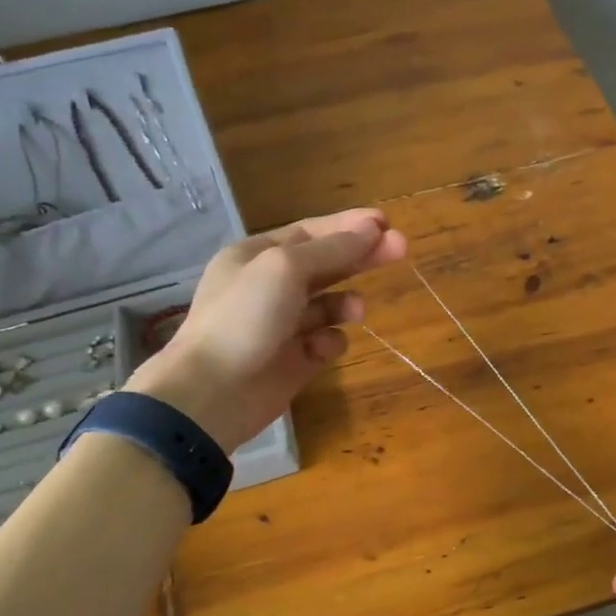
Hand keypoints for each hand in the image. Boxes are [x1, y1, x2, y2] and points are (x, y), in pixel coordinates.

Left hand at [125, 208, 405, 448]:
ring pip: (328, 305)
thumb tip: (372, 228)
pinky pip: (325, 342)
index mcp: (257, 256)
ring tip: (356, 310)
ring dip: (346, 303)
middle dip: (361, 257)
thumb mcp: (286, 269)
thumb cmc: (245, 317)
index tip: (386, 223)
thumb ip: (332, 249)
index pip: (311, 232)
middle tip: (402, 249)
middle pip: (326, 264)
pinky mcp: (295, 360)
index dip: (349, 226)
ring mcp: (282, 325)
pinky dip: (331, 341)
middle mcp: (269, 286)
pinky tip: (322, 347)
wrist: (214, 392)